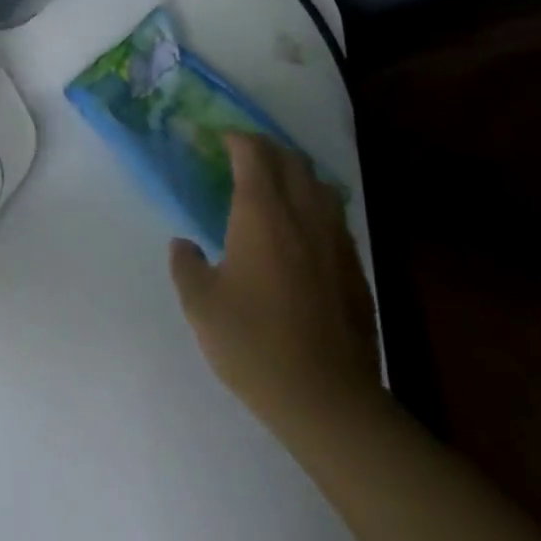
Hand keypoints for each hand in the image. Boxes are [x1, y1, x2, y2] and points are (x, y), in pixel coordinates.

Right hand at [169, 133, 380, 432]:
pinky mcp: (355, 271)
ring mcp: (336, 243)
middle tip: (243, 155)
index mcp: (262, 214)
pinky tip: (302, 232)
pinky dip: (314, 207)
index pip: (253, 154)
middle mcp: (303, 216)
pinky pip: (334, 219)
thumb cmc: (254, 344)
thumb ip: (186, 265)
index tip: (218, 139)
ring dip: (296, 174)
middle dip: (267, 149)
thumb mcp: (200, 304)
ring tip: (274, 185)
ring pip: (320, 187)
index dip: (236, 139)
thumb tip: (185, 245)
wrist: (329, 402)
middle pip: (292, 162)